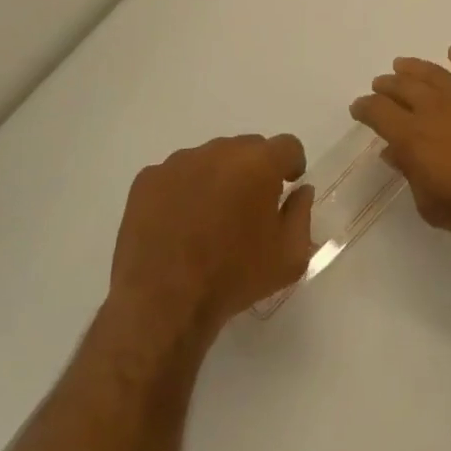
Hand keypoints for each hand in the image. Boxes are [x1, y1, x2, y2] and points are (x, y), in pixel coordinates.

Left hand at [108, 135, 314, 347]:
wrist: (163, 305)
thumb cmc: (234, 278)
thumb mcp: (289, 257)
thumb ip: (302, 214)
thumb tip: (300, 191)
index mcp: (259, 163)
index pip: (287, 145)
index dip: (292, 164)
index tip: (287, 186)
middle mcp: (220, 151)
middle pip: (248, 148)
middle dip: (254, 170)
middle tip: (248, 207)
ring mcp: (179, 162)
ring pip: (210, 159)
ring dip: (218, 178)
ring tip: (209, 218)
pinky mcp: (148, 179)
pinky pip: (176, 175)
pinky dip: (183, 190)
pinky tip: (179, 224)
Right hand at [350, 47, 450, 251]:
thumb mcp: (432, 206)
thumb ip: (410, 174)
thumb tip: (393, 152)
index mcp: (413, 136)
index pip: (379, 112)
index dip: (365, 108)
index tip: (359, 107)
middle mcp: (434, 108)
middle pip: (402, 87)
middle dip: (387, 85)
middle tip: (380, 85)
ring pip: (433, 73)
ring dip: (414, 67)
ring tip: (402, 65)